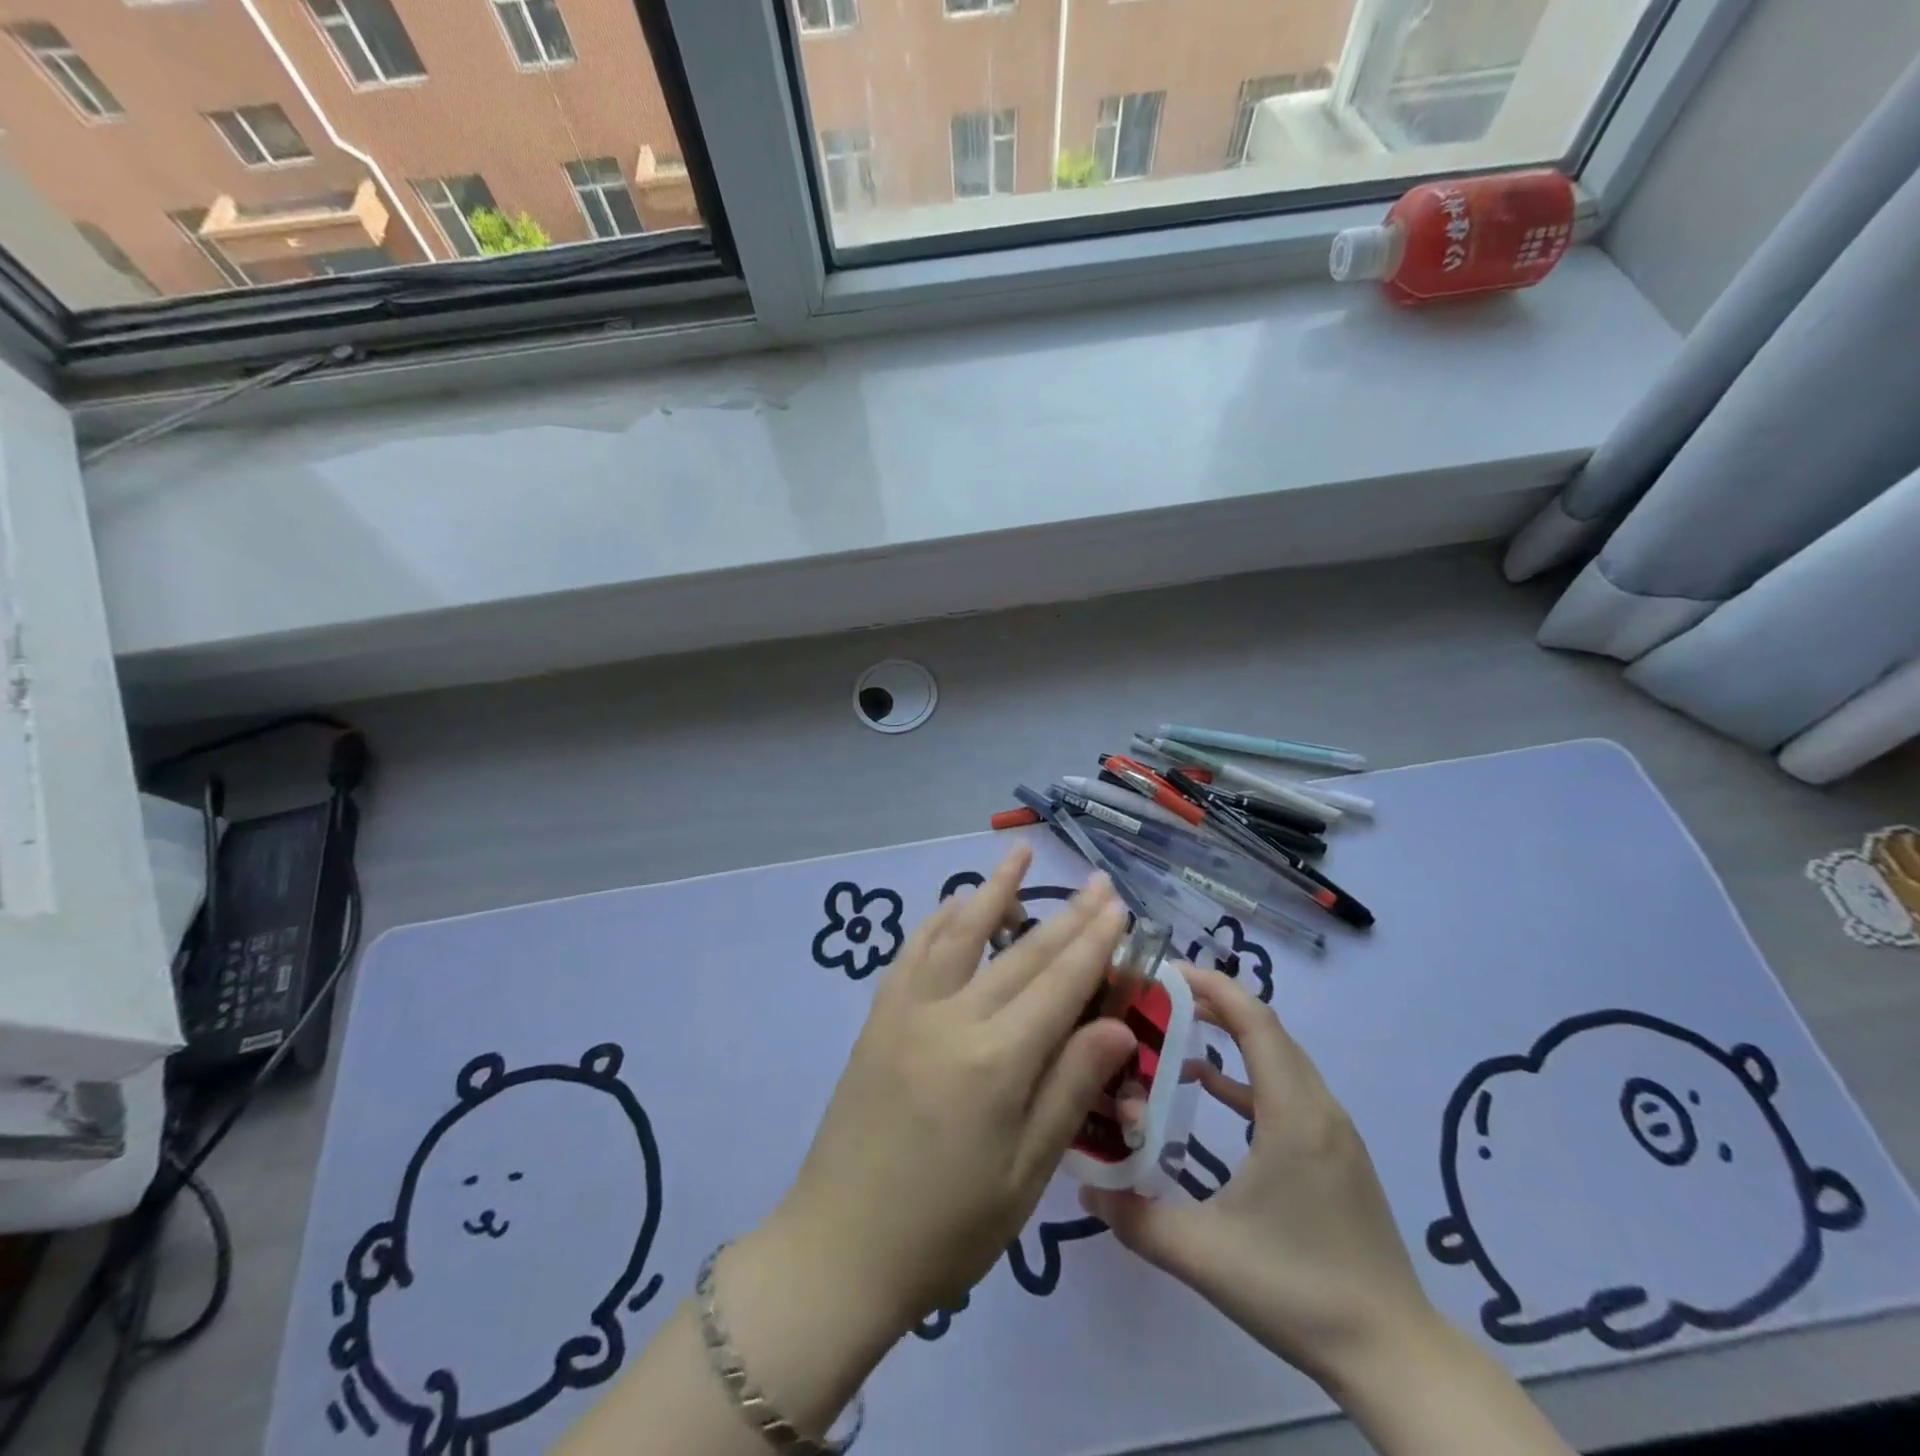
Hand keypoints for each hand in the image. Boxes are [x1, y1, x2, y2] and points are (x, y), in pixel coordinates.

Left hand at [766, 845, 1135, 1336]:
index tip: (1118, 905)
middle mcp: (951, 1017)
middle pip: (1020, 953)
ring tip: (1019, 855)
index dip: (1094, 942)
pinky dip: (939, 919)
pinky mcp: (879, 1017)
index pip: (1059, 984)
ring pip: (959, 932)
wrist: (839, 1249)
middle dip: (1066, 914)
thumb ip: (1070, 1090)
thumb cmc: (947, 1229)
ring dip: (993, 890)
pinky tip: (955, 903)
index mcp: (996, 1061)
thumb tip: (1116, 1025)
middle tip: (1097, 881)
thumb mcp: (1026, 1175)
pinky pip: (913, 951)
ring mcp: (907, 1010)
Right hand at [1081, 964, 1440, 1389]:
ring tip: (1172, 1031)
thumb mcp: (1206, 1255)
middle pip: (1265, 1028)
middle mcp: (1318, 1107)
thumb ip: (1137, 1218)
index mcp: (1293, 1114)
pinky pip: (1285, 1089)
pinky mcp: (1334, 1153)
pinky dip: (1244, 1075)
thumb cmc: (1300, 1291)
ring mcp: (1331, 1130)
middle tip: (1155, 997)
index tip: (1163, 972)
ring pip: (1277, 1057)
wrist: (1394, 1356)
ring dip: (1229, 1036)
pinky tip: (1207, 1088)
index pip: (1255, 1021)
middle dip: (1211, 1002)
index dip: (1211, 987)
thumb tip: (1084, 1187)